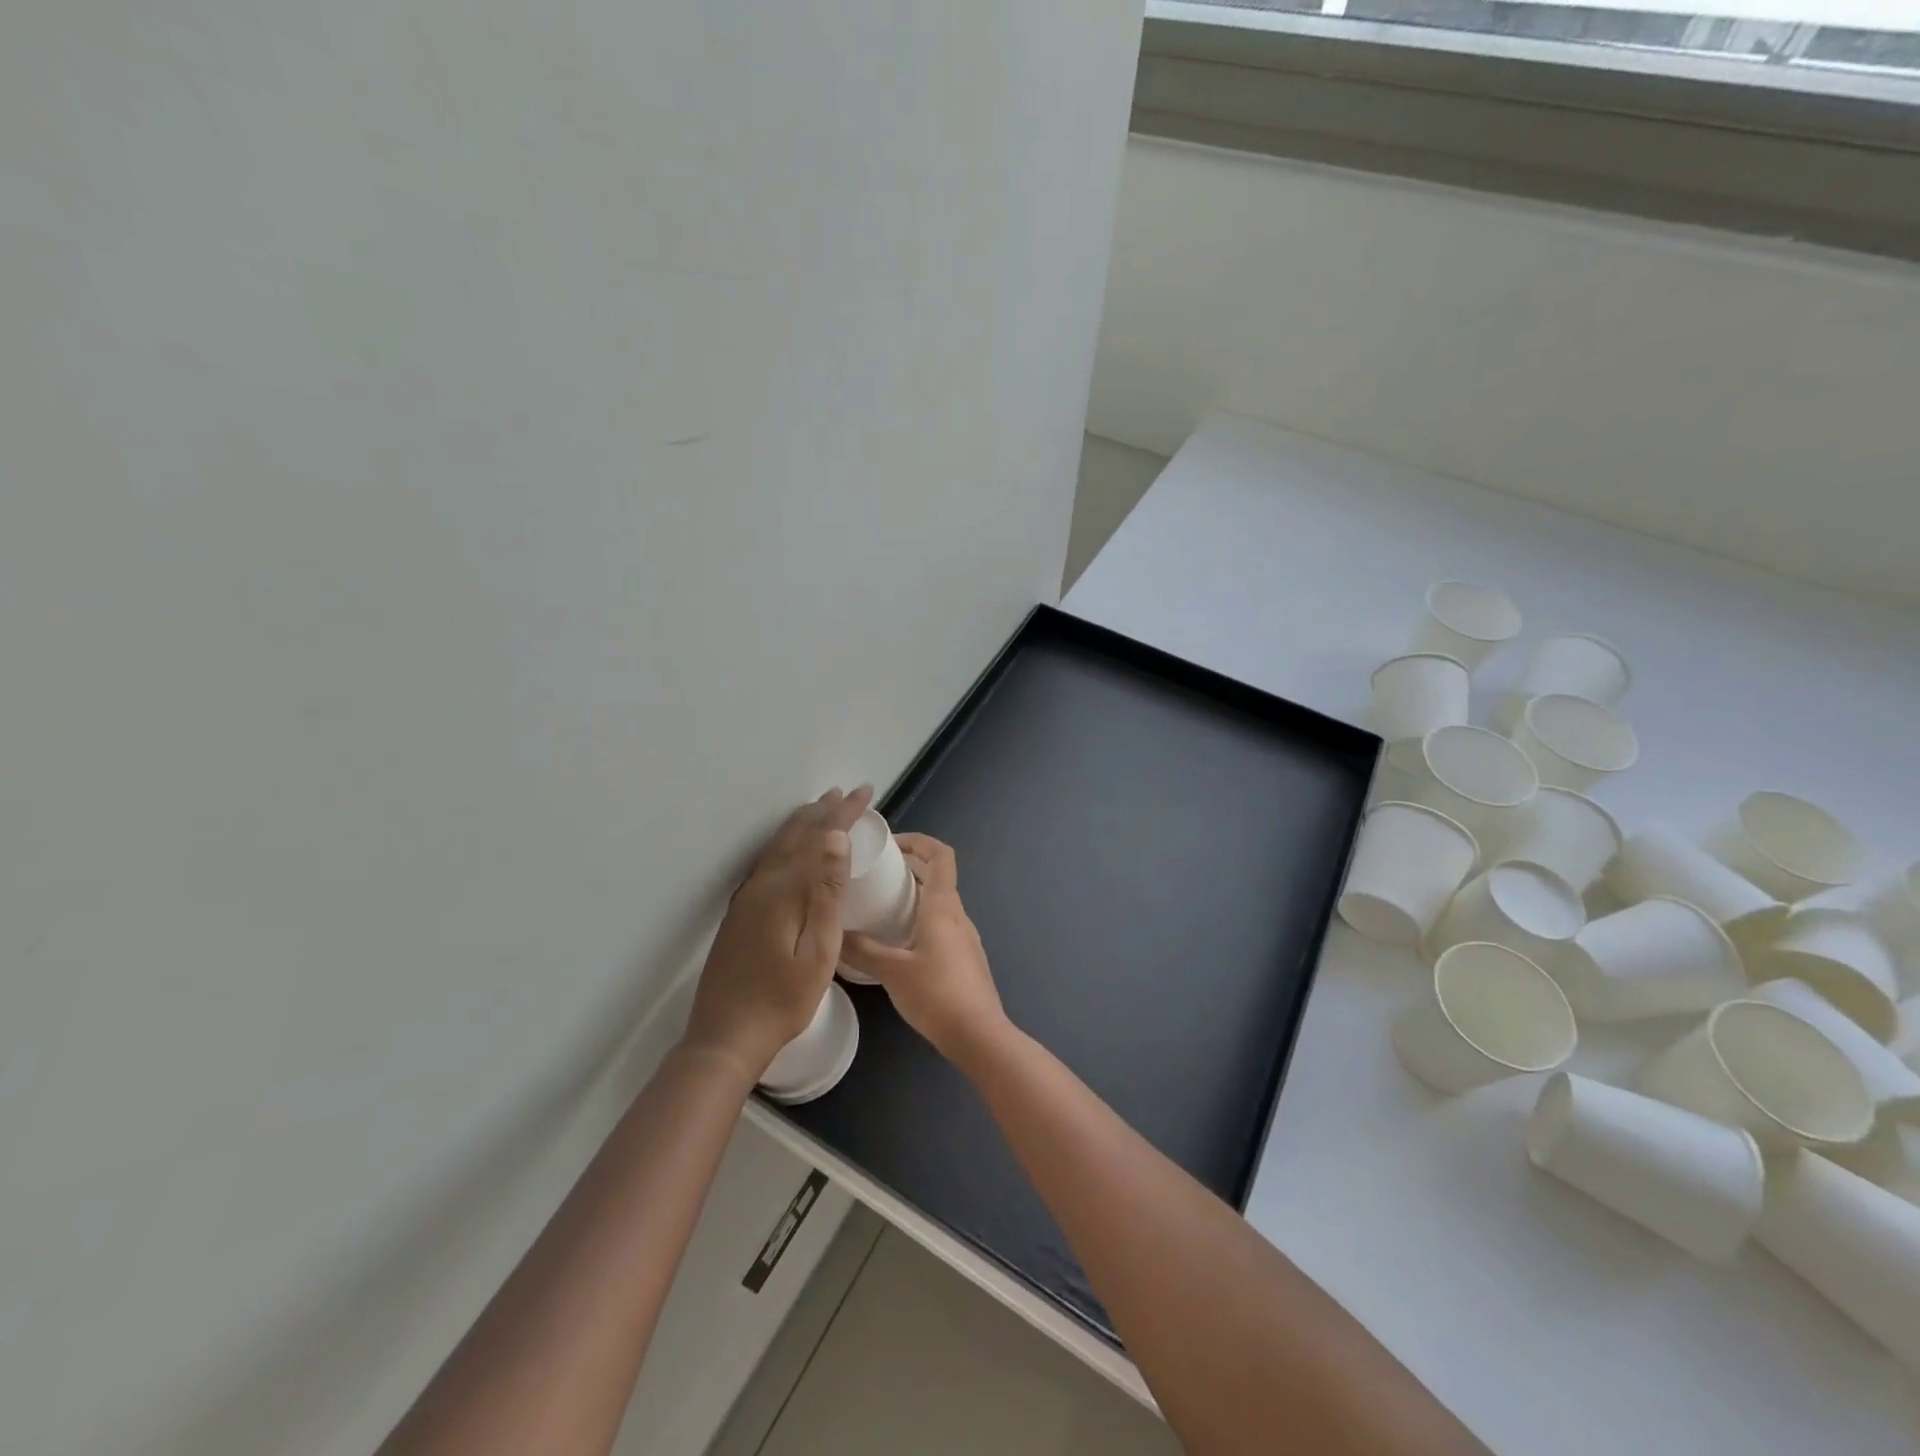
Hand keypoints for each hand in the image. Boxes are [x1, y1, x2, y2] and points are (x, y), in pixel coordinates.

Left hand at [683, 786, 873, 1081]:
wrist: (725, 1037)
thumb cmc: (782, 1001)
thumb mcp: (818, 951)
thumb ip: (826, 893)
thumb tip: (835, 839)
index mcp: (783, 890)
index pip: (819, 838)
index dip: (843, 813)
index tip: (864, 792)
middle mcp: (761, 884)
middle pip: (796, 836)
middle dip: (824, 811)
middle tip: (847, 792)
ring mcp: (747, 898)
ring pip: (778, 846)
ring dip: (803, 823)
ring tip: (821, 807)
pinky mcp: (740, 912)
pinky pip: (768, 861)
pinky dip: (787, 844)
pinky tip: (791, 849)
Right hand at [841, 834, 1006, 1061]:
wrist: (978, 1035)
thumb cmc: (936, 994)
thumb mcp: (891, 971)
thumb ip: (861, 950)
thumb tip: (833, 933)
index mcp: (943, 907)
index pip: (941, 855)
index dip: (919, 841)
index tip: (891, 844)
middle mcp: (958, 915)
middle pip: (938, 875)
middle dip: (910, 866)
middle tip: (877, 873)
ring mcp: (965, 937)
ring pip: (940, 901)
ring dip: (915, 893)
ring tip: (881, 905)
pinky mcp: (965, 958)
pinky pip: (942, 924)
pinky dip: (921, 918)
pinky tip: (898, 941)